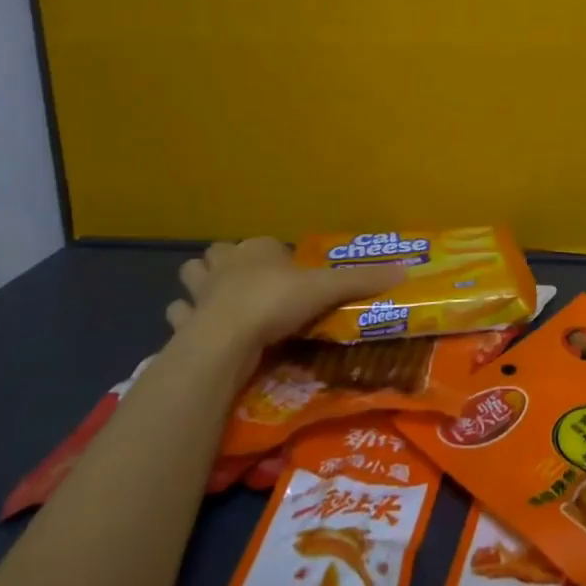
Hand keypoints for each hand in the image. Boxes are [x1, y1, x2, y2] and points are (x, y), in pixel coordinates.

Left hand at [167, 238, 405, 356]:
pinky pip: (178, 314)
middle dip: (228, 262)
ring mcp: (200, 292)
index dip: (276, 256)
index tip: (290, 275)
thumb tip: (406, 270)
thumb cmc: (275, 303)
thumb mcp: (326, 289)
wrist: (224, 340)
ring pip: (192, 275)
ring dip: (200, 284)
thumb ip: (362, 281)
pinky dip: (184, 318)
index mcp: (258, 249)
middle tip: (246, 281)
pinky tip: (195, 328)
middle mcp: (226, 263)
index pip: (266, 244)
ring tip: (217, 299)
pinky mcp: (183, 323)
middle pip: (221, 253)